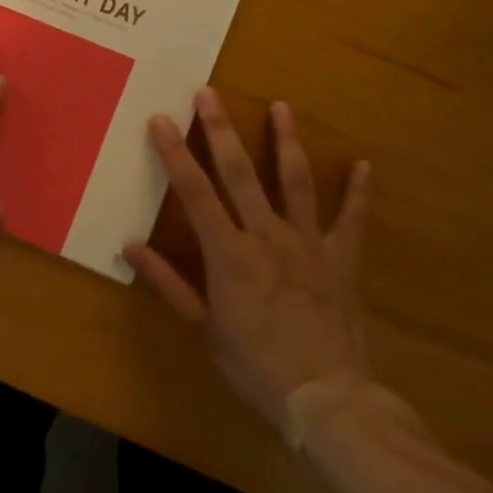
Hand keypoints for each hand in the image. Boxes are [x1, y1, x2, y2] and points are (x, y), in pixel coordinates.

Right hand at [125, 89, 371, 434]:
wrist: (328, 399)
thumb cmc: (257, 365)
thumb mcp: (204, 329)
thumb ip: (168, 283)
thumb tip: (129, 246)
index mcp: (229, 253)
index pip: (194, 192)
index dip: (174, 153)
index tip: (160, 119)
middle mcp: (267, 235)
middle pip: (240, 172)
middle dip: (221, 129)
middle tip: (209, 93)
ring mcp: (308, 243)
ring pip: (295, 181)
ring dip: (286, 141)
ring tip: (282, 106)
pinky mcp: (341, 258)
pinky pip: (351, 219)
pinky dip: (357, 192)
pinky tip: (363, 165)